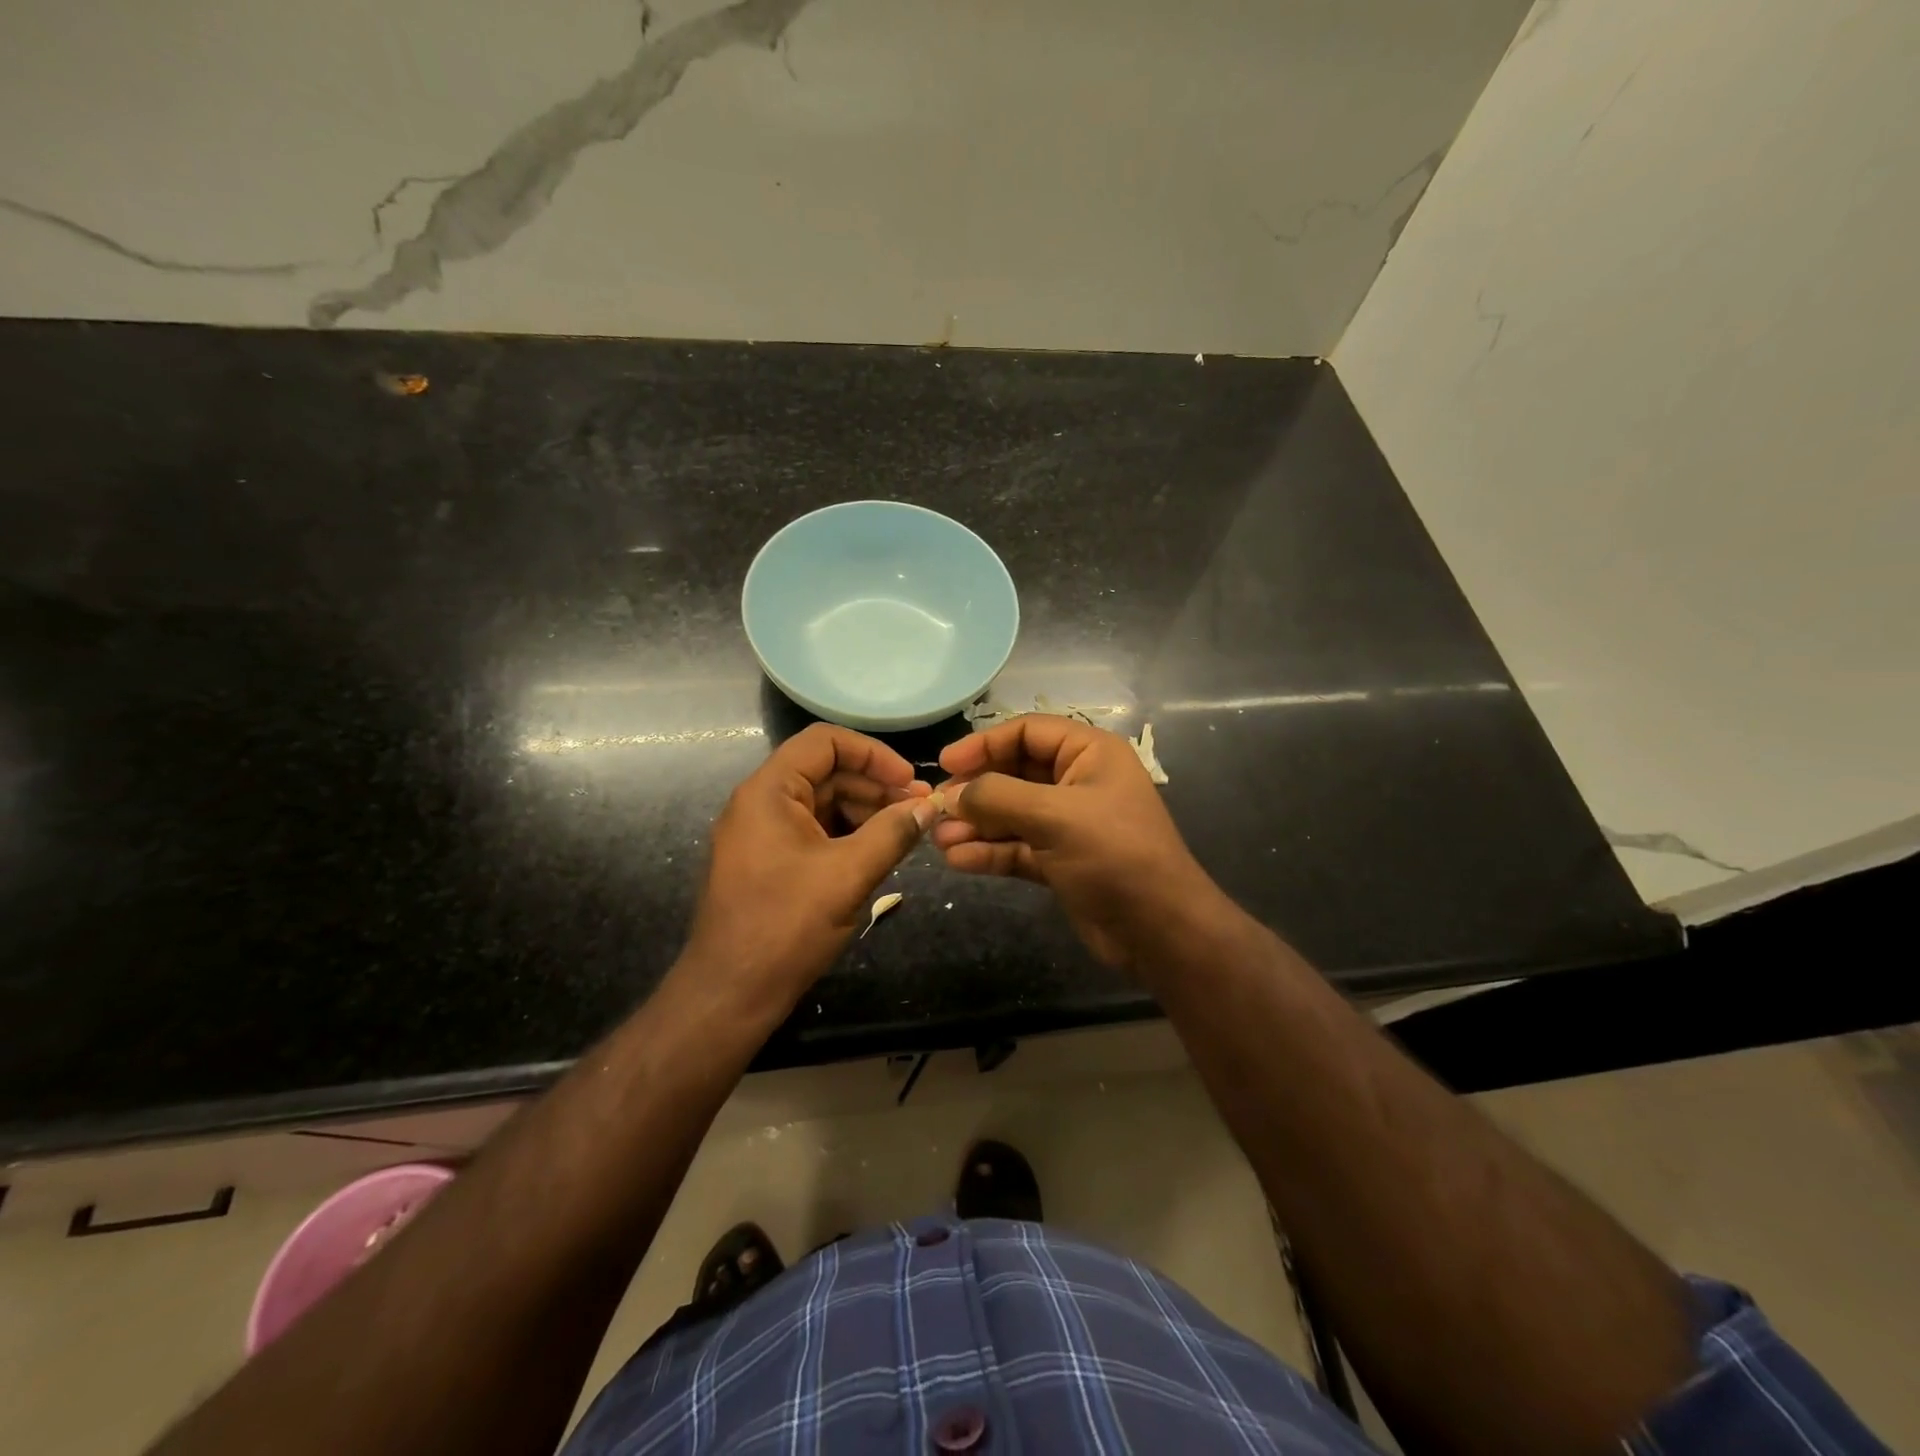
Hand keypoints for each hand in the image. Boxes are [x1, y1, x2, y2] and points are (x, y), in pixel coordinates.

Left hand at [683, 724, 935, 1009]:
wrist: (730, 993)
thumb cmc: (785, 926)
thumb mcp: (848, 875)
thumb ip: (892, 833)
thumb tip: (928, 807)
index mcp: (769, 791)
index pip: (825, 742)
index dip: (873, 754)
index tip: (909, 780)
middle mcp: (761, 802)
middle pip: (826, 772)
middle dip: (876, 786)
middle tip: (920, 809)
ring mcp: (763, 833)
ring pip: (823, 802)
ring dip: (866, 811)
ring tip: (907, 832)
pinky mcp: (769, 861)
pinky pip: (815, 831)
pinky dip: (849, 835)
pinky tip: (880, 851)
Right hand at [931, 714, 1222, 973]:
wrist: (1159, 930)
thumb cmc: (1114, 855)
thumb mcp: (1055, 816)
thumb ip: (999, 797)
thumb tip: (953, 795)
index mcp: (1089, 754)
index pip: (1027, 732)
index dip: (984, 744)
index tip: (946, 763)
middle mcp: (1077, 783)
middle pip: (1014, 773)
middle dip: (976, 791)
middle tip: (937, 808)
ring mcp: (1068, 824)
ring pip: (1011, 814)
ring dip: (976, 825)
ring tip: (940, 840)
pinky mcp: (1059, 861)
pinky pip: (1016, 847)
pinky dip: (989, 852)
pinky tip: (959, 860)